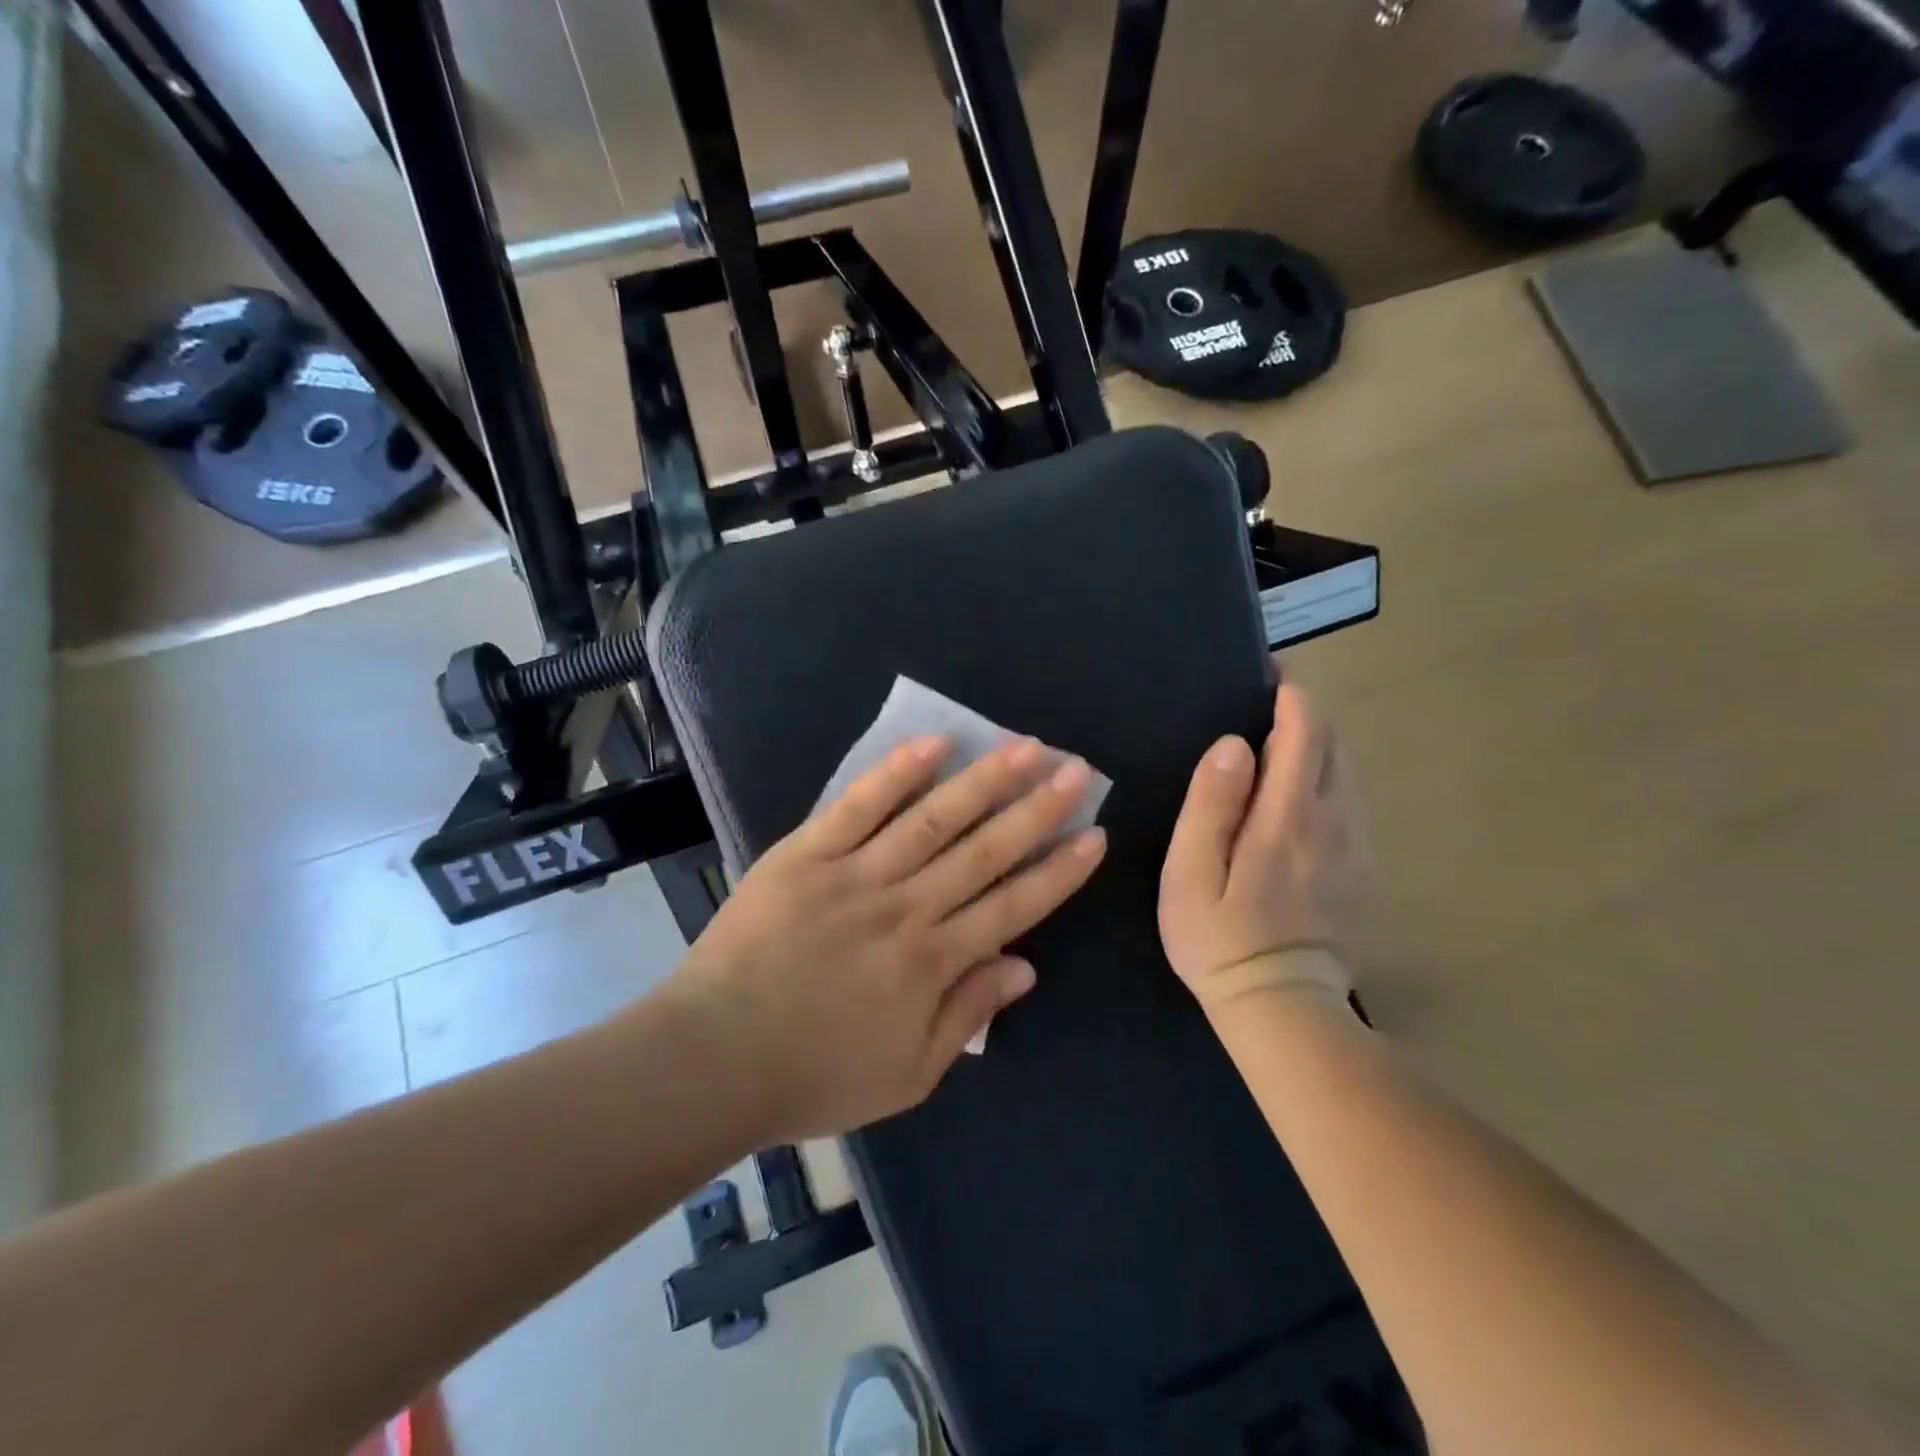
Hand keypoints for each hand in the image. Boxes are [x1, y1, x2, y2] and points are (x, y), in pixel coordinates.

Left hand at [671, 736, 1106, 1139]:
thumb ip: (967, 1016)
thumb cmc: (814, 1075)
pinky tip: (932, 743)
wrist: (713, 1058)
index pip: (1014, 906)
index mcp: (933, 963)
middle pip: (985, 851)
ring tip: (1023, 747)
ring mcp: (855, 875)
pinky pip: (857, 807)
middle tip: (1075, 769)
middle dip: (1037, 810)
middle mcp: (906, 909)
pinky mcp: (807, 854)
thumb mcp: (908, 1076)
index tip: (1094, 836)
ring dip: (983, 781)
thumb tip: (1024, 967)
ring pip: (933, 819)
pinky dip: (895, 774)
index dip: (1058, 871)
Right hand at [1158, 684, 1363, 1011]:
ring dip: (1319, 747)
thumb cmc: (1219, 939)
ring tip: (1279, 744)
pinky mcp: (1362, 871)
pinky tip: (1298, 796)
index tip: (1270, 675)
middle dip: (1307, 715)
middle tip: (1268, 706)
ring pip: (1347, 774)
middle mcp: (1334, 822)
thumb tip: (1232, 744)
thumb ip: (1211, 806)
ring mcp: (1355, 848)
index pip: (1305, 733)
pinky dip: (1328, 780)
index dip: (1291, 695)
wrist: (1282, 1009)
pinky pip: (1350, 804)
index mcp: (1289, 818)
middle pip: (1334, 746)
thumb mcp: (1190, 874)